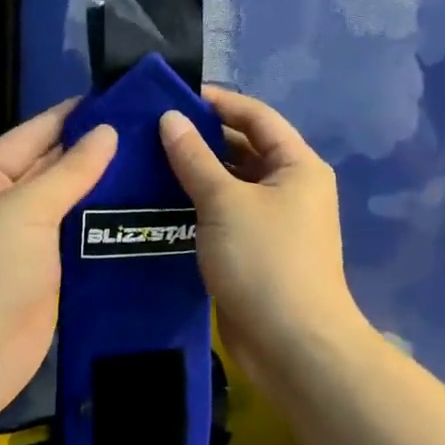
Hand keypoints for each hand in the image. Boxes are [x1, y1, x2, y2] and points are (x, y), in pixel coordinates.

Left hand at [0, 102, 116, 421]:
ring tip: (155, 165)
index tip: (116, 99)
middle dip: (93, 151)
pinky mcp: (48, 277)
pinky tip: (141, 214)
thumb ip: (70, 170)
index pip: (33, 134)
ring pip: (70, 206)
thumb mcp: (27, 209)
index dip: (71, 116)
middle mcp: (3, 206)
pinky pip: (79, 242)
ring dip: (104, 190)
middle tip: (148, 132)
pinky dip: (104, 229)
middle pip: (52, 169)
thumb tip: (107, 132)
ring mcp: (25, 244)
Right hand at [160, 88, 368, 391]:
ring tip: (147, 159)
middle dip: (201, 137)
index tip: (174, 97)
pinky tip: (161, 200)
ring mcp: (274, 220)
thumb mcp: (224, 201)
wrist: (293, 347)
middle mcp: (290, 186)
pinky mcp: (257, 249)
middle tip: (151, 130)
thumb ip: (193, 156)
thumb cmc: (264, 261)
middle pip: (243, 147)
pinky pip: (225, 213)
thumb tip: (169, 117)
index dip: (218, 102)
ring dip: (196, 172)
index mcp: (297, 165)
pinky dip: (198, 203)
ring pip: (231, 182)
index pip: (256, 116)